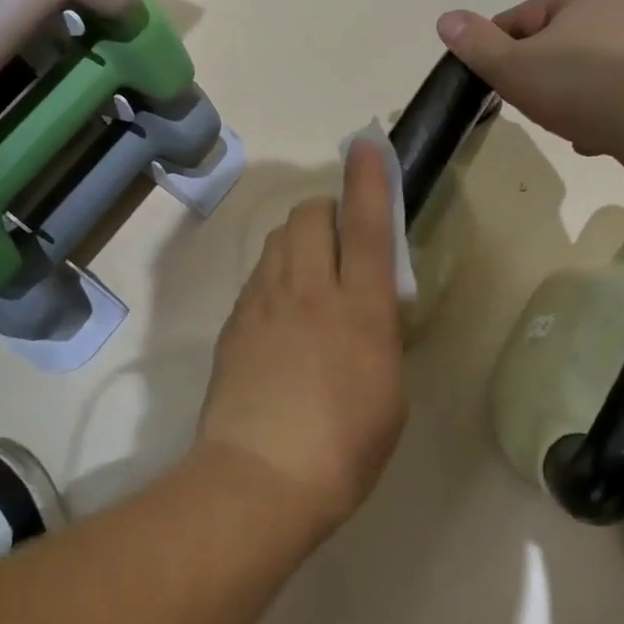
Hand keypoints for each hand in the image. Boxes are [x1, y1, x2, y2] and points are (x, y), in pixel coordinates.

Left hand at [198, 141, 406, 534]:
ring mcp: (264, 302)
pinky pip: (258, 275)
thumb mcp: (389, 392)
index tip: (366, 145)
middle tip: (338, 242)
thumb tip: (368, 308)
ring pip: (278, 238)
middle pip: (308, 214)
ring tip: (308, 278)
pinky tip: (280, 315)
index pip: (366, 226)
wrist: (259, 477)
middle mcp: (309, 290)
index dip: (369, 180)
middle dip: (326, 211)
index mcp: (359, 309)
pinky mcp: (234, 320)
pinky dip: (275, 275)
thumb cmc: (344, 448)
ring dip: (298, 240)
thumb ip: (379, 334)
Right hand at [436, 0, 623, 165]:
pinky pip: (617, 101)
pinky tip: (592, 140)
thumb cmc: (584, 82)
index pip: (520, 19)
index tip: (488, 81)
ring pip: (586, 77)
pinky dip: (599, 118)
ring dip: (568, 102)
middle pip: (555, 48)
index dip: (496, 50)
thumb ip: (477, 45)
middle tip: (525, 105)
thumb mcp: (514, 64)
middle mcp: (620, 13)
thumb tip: (446, 18)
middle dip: (535, 79)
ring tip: (561, 126)